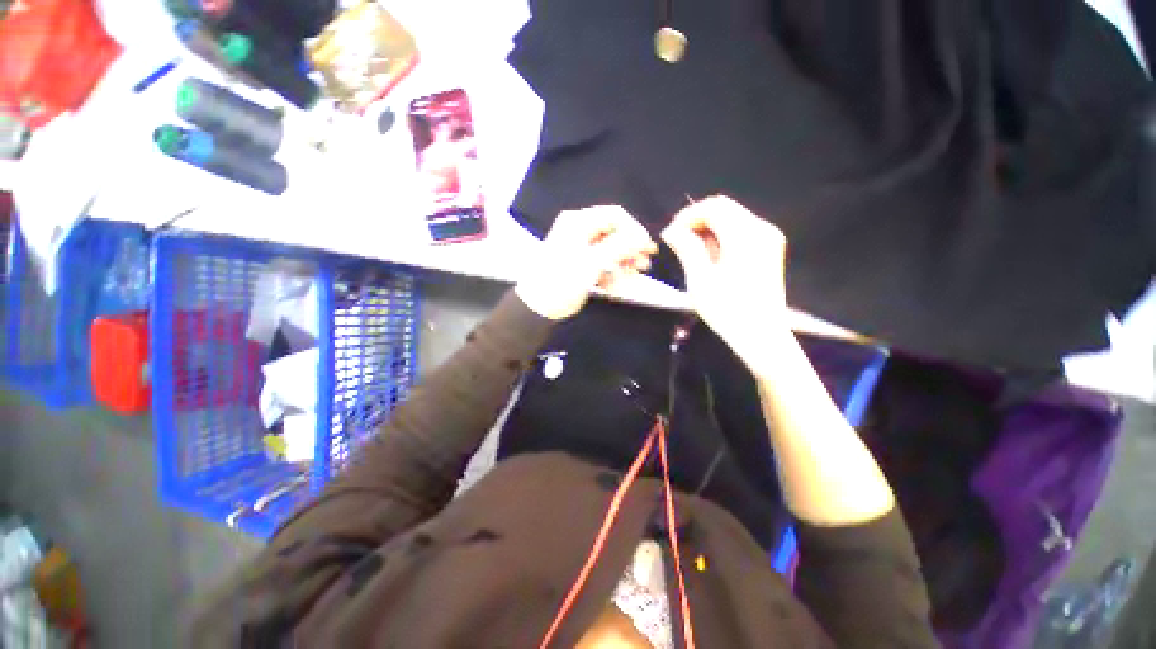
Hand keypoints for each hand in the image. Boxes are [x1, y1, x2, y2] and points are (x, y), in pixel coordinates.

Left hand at [517, 206, 657, 320]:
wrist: (538, 308)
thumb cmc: (562, 281)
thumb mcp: (592, 263)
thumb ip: (619, 247)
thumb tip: (643, 236)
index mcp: (578, 223)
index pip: (614, 216)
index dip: (634, 230)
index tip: (646, 248)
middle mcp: (580, 231)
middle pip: (614, 234)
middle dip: (630, 251)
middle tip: (643, 265)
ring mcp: (581, 249)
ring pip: (611, 251)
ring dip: (622, 265)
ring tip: (629, 281)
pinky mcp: (582, 265)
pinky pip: (603, 264)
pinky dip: (610, 275)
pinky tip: (612, 288)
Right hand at [661, 196, 788, 371]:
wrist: (761, 335)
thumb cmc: (727, 309)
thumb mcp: (700, 279)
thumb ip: (686, 248)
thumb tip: (671, 230)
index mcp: (745, 235)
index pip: (713, 207)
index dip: (687, 216)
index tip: (670, 234)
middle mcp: (761, 229)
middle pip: (724, 209)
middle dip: (697, 220)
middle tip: (677, 241)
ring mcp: (769, 239)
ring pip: (732, 218)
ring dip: (708, 229)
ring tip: (691, 252)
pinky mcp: (769, 250)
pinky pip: (741, 231)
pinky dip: (721, 237)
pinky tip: (710, 257)